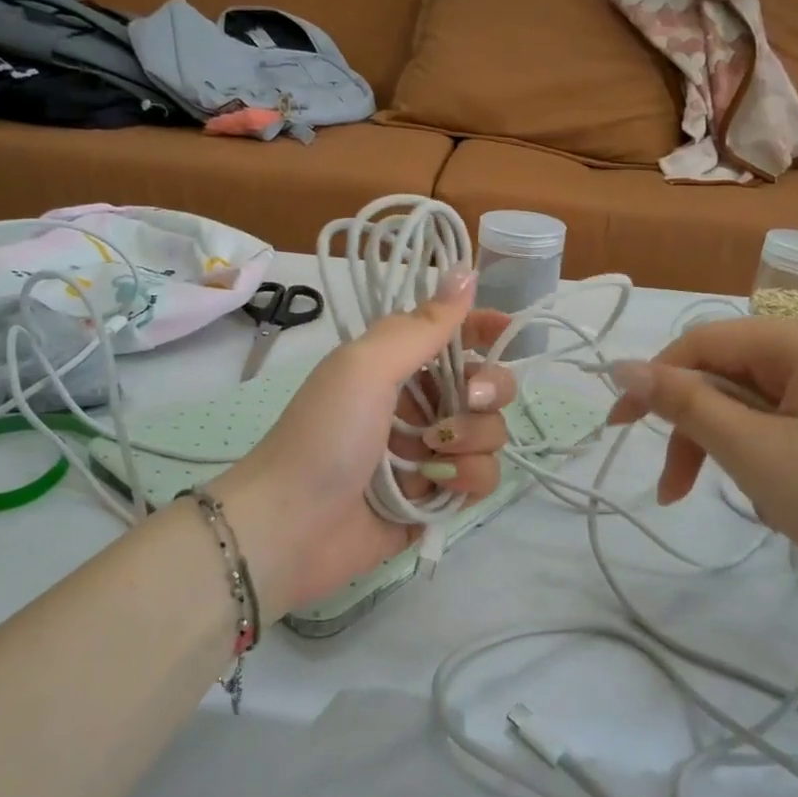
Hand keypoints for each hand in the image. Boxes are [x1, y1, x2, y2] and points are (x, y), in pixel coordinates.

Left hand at [213, 269, 517, 614]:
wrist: (291, 526)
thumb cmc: (326, 434)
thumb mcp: (366, 365)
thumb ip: (423, 324)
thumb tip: (466, 270)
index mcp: (398, 366)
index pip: (455, 336)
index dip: (484, 328)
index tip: (506, 329)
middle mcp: (419, 405)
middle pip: (486, 385)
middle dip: (487, 391)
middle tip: (464, 402)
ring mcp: (431, 454)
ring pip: (490, 434)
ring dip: (473, 441)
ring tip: (433, 456)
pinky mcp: (438, 498)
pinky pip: (482, 478)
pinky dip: (469, 479)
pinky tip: (438, 486)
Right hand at [607, 315, 797, 612]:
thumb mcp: (755, 453)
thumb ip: (685, 404)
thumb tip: (623, 366)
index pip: (703, 342)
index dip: (653, 382)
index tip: (618, 431)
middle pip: (732, 373)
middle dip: (697, 428)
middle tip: (675, 491)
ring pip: (761, 401)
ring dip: (733, 447)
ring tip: (748, 502)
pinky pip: (795, 419)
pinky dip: (772, 453)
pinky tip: (785, 498)